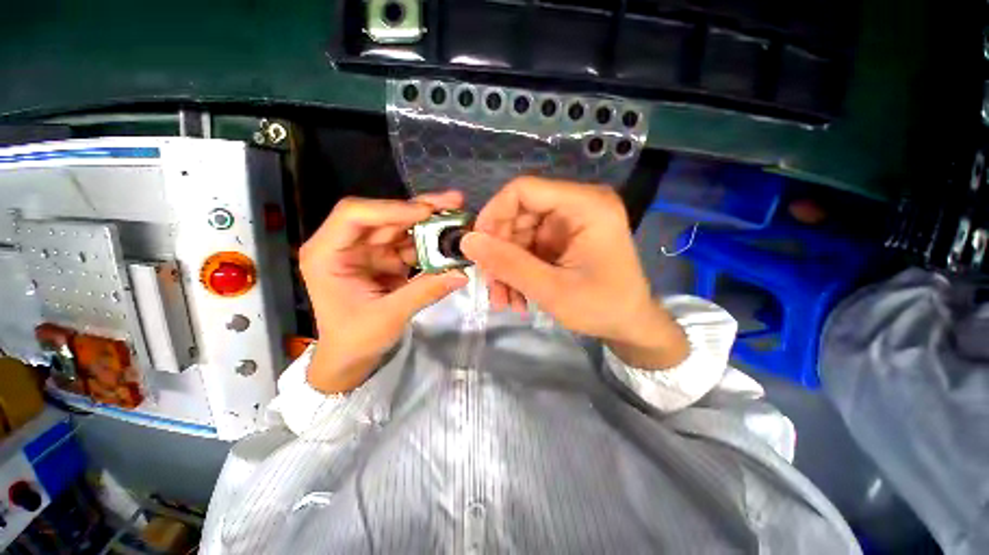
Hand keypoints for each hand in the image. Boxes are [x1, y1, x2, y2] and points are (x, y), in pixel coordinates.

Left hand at [300, 192, 468, 392]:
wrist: (351, 357)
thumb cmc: (356, 339)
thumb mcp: (389, 317)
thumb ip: (425, 291)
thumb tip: (461, 274)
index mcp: (328, 254)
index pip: (354, 215)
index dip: (391, 209)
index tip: (427, 212)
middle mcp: (347, 245)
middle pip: (385, 216)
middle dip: (420, 210)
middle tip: (454, 202)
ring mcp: (369, 251)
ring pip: (402, 227)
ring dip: (431, 224)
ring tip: (459, 220)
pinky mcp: (386, 259)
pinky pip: (411, 245)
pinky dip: (432, 244)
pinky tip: (451, 241)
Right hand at [461, 177, 688, 368]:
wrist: (631, 326)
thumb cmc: (603, 308)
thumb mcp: (552, 290)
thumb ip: (508, 264)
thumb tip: (467, 242)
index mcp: (586, 205)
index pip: (525, 190)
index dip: (494, 214)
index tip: (476, 247)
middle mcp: (578, 205)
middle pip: (519, 214)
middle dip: (500, 251)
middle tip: (491, 285)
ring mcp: (570, 223)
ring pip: (520, 234)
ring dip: (507, 267)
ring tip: (504, 300)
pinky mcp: (564, 240)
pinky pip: (529, 248)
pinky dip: (518, 271)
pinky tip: (517, 296)